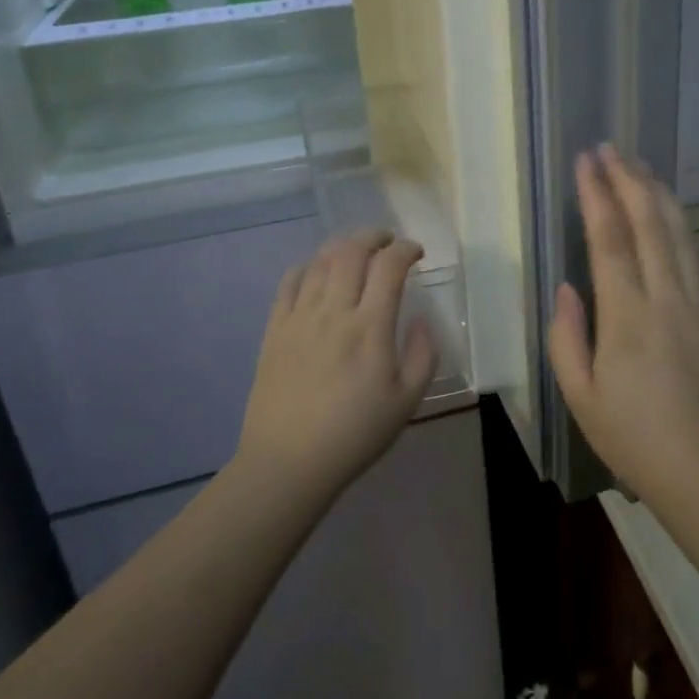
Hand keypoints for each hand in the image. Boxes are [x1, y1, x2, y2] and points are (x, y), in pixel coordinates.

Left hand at [236, 230, 436, 500]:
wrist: (288, 462)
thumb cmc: (355, 434)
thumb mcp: (406, 402)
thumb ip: (423, 355)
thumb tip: (422, 319)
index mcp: (371, 327)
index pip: (389, 266)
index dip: (406, 249)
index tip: (416, 253)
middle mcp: (334, 311)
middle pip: (352, 251)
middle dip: (374, 236)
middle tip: (387, 241)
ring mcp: (300, 317)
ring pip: (321, 261)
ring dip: (343, 246)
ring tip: (356, 251)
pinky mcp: (274, 328)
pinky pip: (290, 281)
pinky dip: (308, 266)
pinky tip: (317, 272)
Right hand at [547, 145, 698, 512]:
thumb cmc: (636, 440)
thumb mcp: (581, 397)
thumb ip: (567, 336)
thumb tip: (567, 287)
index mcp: (628, 317)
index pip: (611, 239)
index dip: (597, 194)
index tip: (586, 161)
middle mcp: (669, 298)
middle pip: (651, 222)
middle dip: (629, 179)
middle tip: (611, 149)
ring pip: (681, 233)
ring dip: (659, 194)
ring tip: (640, 167)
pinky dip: (685, 228)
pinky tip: (675, 218)